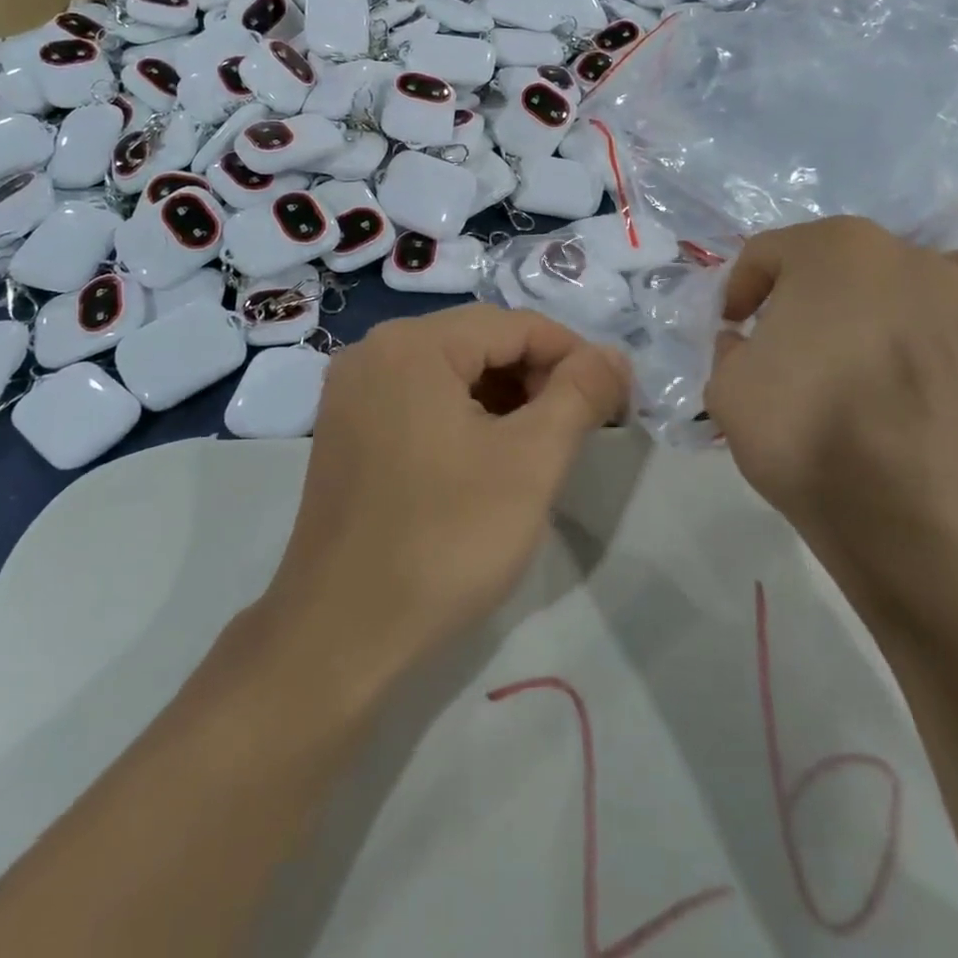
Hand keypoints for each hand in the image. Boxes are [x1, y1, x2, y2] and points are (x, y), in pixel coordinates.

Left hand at [258, 306, 628, 696]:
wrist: (342, 633)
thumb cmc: (446, 540)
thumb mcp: (532, 462)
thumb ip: (580, 394)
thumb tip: (614, 355)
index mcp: (412, 344)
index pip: (514, 324)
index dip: (574, 355)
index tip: (615, 399)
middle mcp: (373, 350)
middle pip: (478, 341)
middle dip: (537, 377)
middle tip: (580, 427)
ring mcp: (352, 390)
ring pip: (449, 370)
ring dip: (503, 396)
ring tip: (539, 445)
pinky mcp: (344, 427)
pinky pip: (418, 398)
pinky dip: (462, 414)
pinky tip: (487, 456)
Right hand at [704, 219, 957, 583]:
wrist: (909, 511)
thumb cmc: (806, 435)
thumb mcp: (725, 387)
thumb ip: (730, 347)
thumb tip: (749, 341)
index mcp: (824, 249)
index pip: (765, 255)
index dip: (739, 292)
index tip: (734, 330)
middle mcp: (895, 249)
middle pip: (830, 259)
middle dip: (801, 295)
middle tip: (788, 347)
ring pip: (898, 268)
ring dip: (871, 295)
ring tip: (862, 346)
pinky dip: (953, 290)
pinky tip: (934, 325)